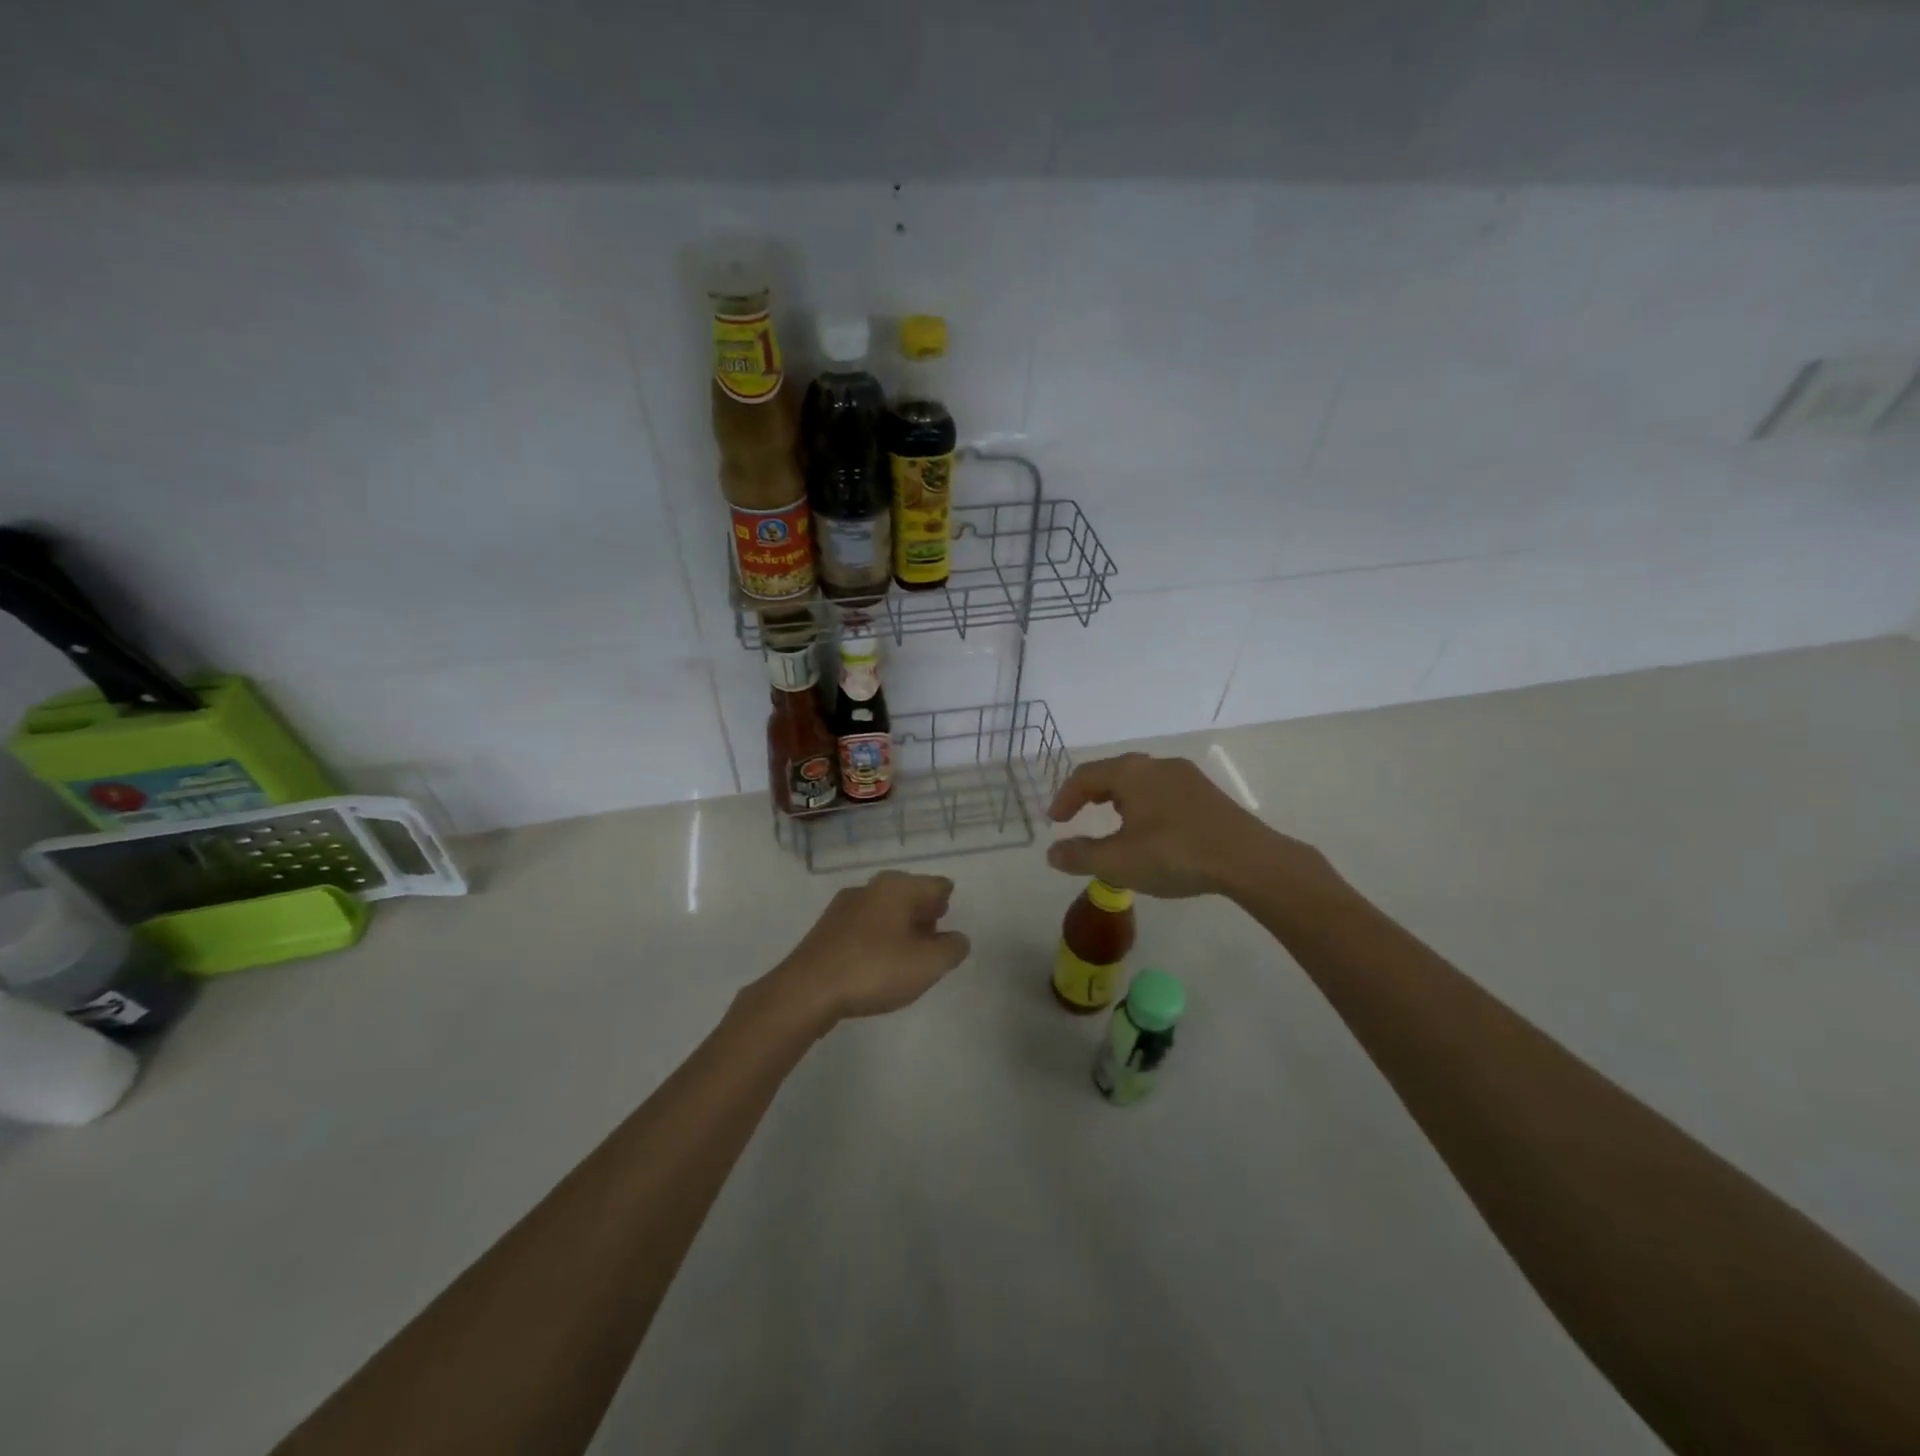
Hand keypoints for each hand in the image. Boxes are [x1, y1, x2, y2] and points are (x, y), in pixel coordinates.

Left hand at [767, 871, 971, 1023]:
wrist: (807, 990)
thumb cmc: (874, 970)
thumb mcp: (928, 964)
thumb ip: (952, 948)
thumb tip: (957, 939)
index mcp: (897, 887)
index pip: (936, 885)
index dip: (947, 904)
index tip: (949, 928)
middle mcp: (870, 887)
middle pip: (909, 894)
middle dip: (924, 914)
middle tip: (933, 940)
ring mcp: (844, 907)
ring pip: (884, 910)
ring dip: (900, 928)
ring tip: (907, 957)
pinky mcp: (826, 930)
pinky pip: (864, 927)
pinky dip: (877, 939)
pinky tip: (877, 965)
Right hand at [1046, 752, 1331, 900]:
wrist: (1247, 860)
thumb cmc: (1174, 854)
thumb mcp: (1118, 862)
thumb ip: (1080, 856)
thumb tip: (1052, 853)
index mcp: (1130, 773)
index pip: (1085, 776)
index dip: (1065, 797)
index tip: (1055, 822)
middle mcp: (1156, 765)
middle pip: (1113, 772)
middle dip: (1091, 794)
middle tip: (1077, 815)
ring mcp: (1185, 776)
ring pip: (1140, 780)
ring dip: (1118, 798)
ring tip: (1112, 822)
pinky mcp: (1207, 793)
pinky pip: (1163, 790)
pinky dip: (1144, 803)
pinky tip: (1151, 829)